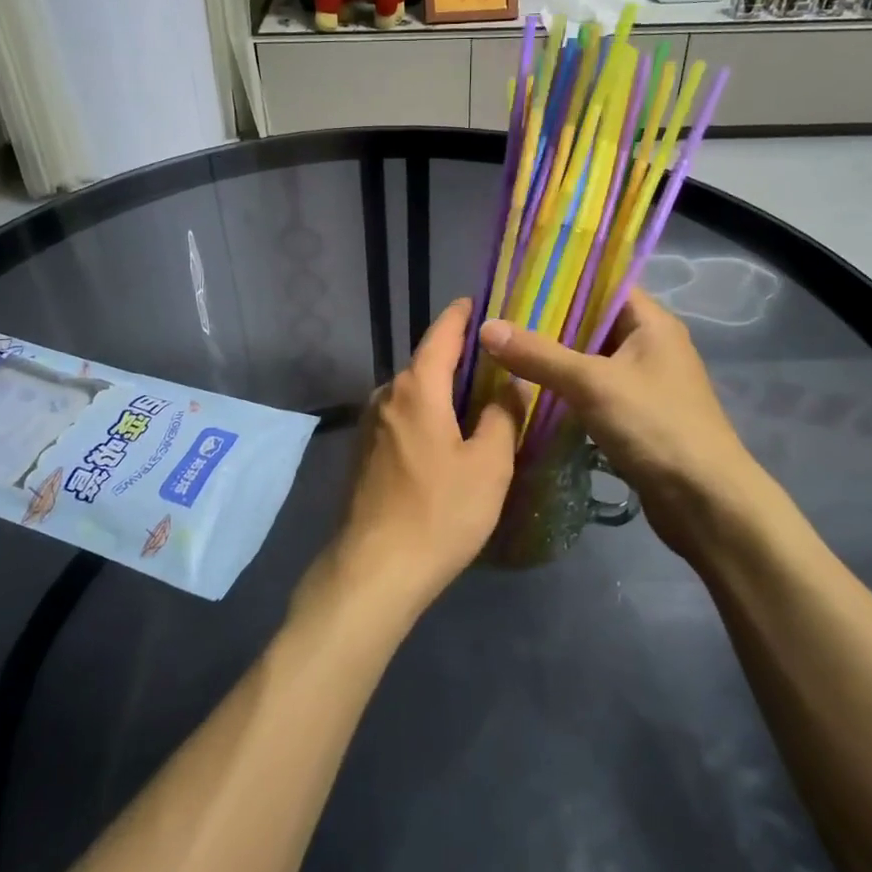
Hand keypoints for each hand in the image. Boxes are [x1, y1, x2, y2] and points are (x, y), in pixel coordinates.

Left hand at [313, 299, 521, 620]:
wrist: (375, 570)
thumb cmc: (440, 512)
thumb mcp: (489, 464)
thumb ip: (502, 416)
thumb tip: (507, 385)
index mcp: (416, 388)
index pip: (441, 335)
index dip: (460, 316)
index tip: (477, 302)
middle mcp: (386, 396)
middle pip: (426, 365)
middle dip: (458, 359)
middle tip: (497, 363)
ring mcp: (370, 426)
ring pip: (413, 394)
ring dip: (443, 392)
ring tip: (478, 402)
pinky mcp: (364, 453)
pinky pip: (403, 418)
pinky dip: (428, 416)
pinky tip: (448, 439)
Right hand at [477, 292, 782, 564]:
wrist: (705, 502)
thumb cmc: (656, 426)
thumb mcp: (592, 383)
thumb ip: (539, 355)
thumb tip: (485, 327)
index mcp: (652, 323)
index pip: (605, 284)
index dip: (563, 280)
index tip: (517, 281)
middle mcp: (650, 346)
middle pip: (593, 323)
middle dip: (549, 322)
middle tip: (499, 318)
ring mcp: (644, 383)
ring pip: (590, 359)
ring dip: (554, 358)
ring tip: (504, 350)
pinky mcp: (635, 417)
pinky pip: (593, 391)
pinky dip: (565, 389)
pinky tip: (529, 392)